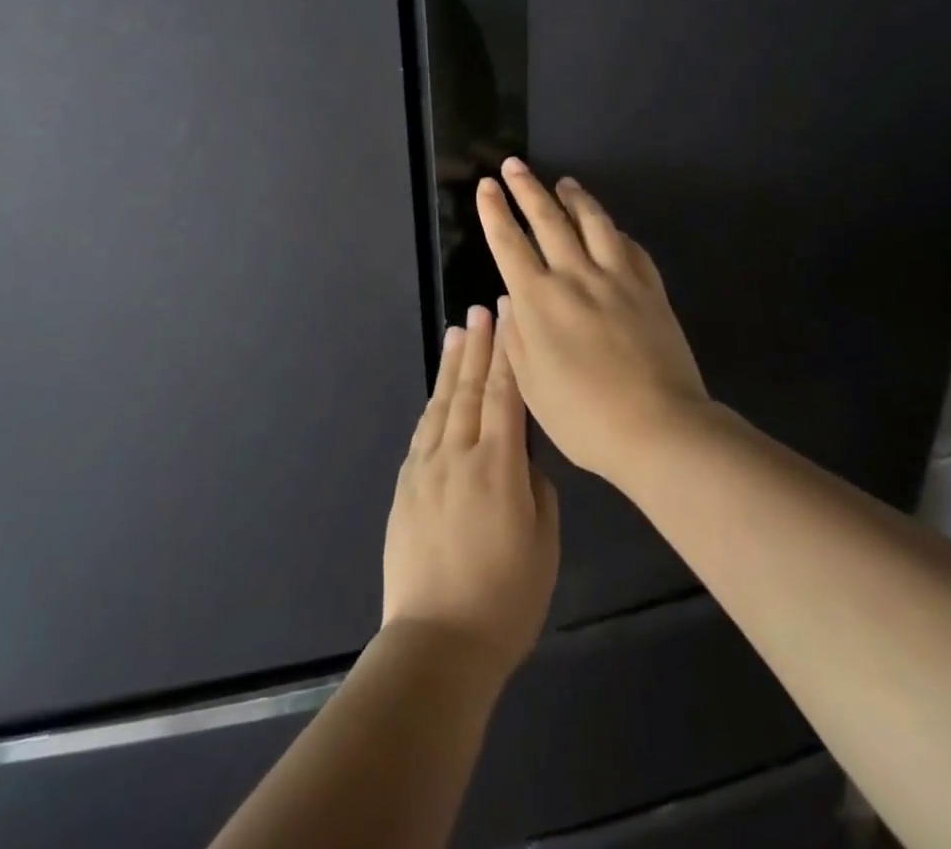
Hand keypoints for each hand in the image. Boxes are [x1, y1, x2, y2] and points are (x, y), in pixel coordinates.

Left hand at [382, 305, 559, 680]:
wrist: (437, 640)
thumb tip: (523, 464)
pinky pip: (423, 432)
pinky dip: (432, 405)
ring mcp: (426, 468)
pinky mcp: (406, 487)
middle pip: (469, 389)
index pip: (504, 395)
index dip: (507, 354)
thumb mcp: (544, 545)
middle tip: (480, 310)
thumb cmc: (505, 599)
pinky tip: (437, 393)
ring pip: (441, 405)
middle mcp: (458, 455)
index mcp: (498, 466)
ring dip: (451, 366)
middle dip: (477, 346)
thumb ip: (536, 492)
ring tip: (457, 333)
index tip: (507, 318)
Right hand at [476, 159, 711, 482]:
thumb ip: (517, 336)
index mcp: (539, 301)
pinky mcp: (650, 289)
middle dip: (527, 188)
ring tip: (564, 181)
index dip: (495, 212)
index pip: (509, 244)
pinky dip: (615, 231)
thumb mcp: (531, 385)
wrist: (659, 429)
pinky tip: (611, 227)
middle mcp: (575, 277)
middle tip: (514, 165)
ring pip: (593, 223)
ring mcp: (617, 279)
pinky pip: (630, 247)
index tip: (487, 186)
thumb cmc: (583, 417)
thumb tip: (511, 300)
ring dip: (575, 197)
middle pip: (548, 220)